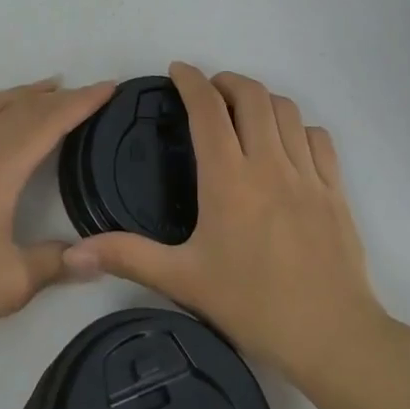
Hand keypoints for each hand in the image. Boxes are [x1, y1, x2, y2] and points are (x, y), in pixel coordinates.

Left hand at [0, 77, 115, 360]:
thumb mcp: (12, 283)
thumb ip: (54, 263)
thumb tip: (93, 259)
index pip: (47, 123)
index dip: (80, 103)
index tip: (109, 87)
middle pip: (18, 109)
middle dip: (55, 97)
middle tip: (86, 91)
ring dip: (17, 94)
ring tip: (42, 90)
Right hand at [62, 63, 388, 386]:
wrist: (333, 337)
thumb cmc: (253, 305)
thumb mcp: (183, 280)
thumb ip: (128, 257)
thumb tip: (74, 252)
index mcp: (228, 177)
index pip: (207, 107)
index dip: (191, 80)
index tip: (177, 70)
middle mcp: (268, 162)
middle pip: (251, 94)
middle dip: (227, 81)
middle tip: (209, 92)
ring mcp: (307, 173)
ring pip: (286, 109)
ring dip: (262, 99)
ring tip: (245, 111)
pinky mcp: (335, 189)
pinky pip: (318, 137)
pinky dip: (299, 127)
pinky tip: (288, 143)